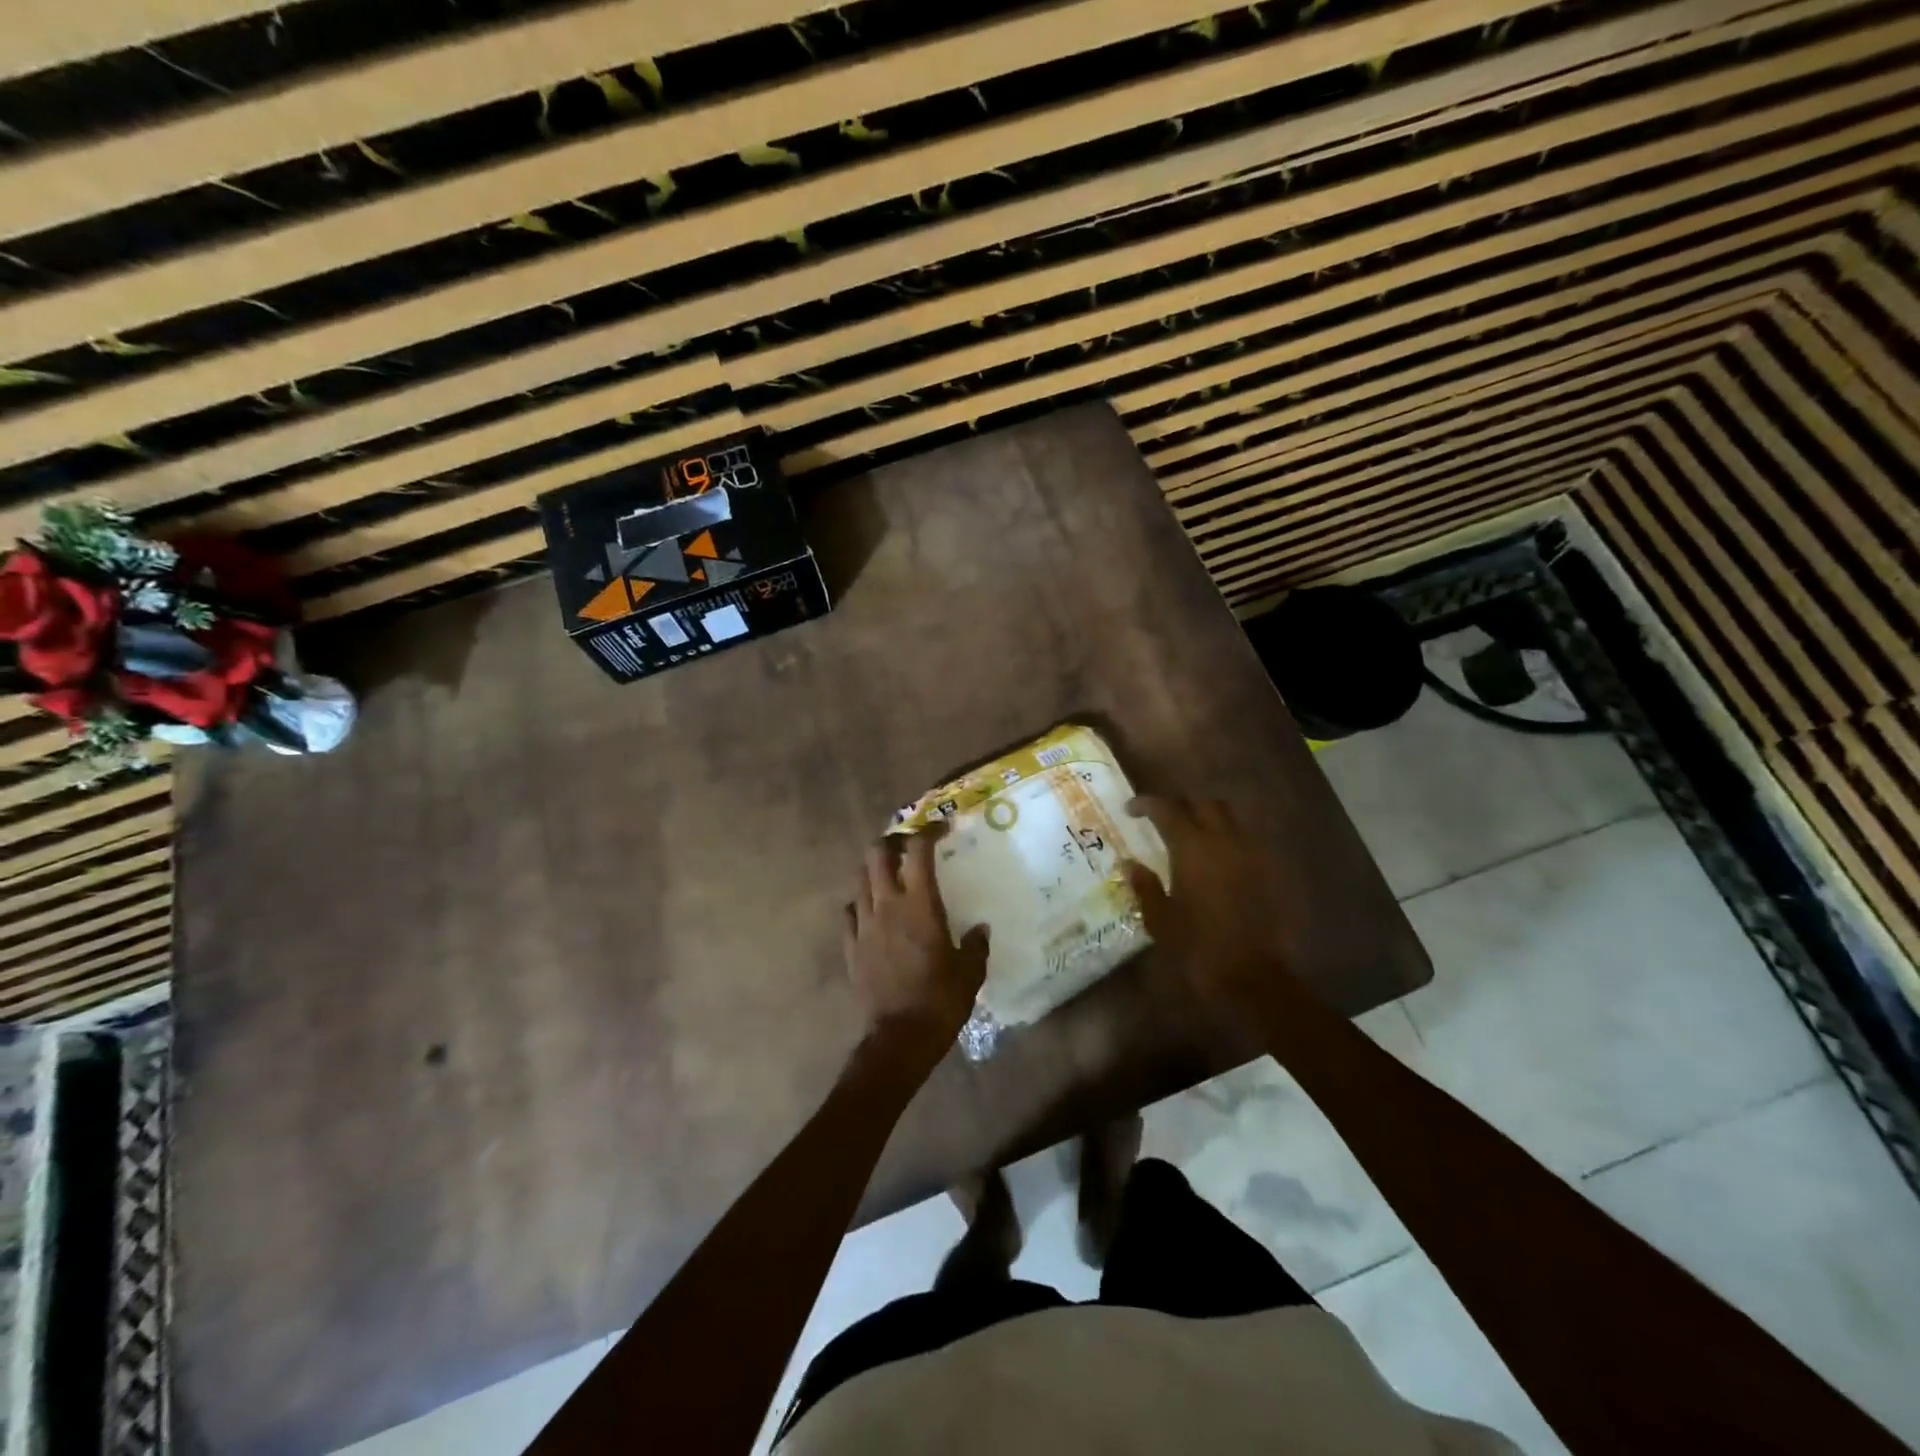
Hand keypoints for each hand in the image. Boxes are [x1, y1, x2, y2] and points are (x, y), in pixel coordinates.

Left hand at [843, 832, 988, 1071]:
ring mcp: (864, 924)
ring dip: (874, 869)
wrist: (899, 1038)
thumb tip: (980, 930)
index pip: (918, 850)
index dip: (928, 830)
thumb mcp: (970, 973)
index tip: (941, 828)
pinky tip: (872, 912)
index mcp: (920, 905)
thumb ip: (976, 945)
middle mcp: (887, 905)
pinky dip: (860, 903)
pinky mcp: (850, 945)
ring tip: (890, 876)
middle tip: (909, 847)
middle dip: (892, 841)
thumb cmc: (940, 1001)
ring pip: (859, 878)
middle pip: (877, 853)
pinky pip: (849, 911)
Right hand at [1123, 795, 1311, 1013]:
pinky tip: (1217, 856)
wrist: (1252, 977)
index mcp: (1192, 849)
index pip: (1167, 809)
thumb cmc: (1198, 948)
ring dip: (1208, 815)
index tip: (1131, 810)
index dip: (1147, 804)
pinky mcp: (1268, 871)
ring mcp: (1251, 854)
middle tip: (1163, 818)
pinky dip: (1229, 836)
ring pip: (1230, 815)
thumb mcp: (1160, 919)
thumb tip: (1130, 864)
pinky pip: (1247, 838)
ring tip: (1192, 831)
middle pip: (1203, 803)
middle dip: (1180, 804)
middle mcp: (1224, 841)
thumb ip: (1145, 886)